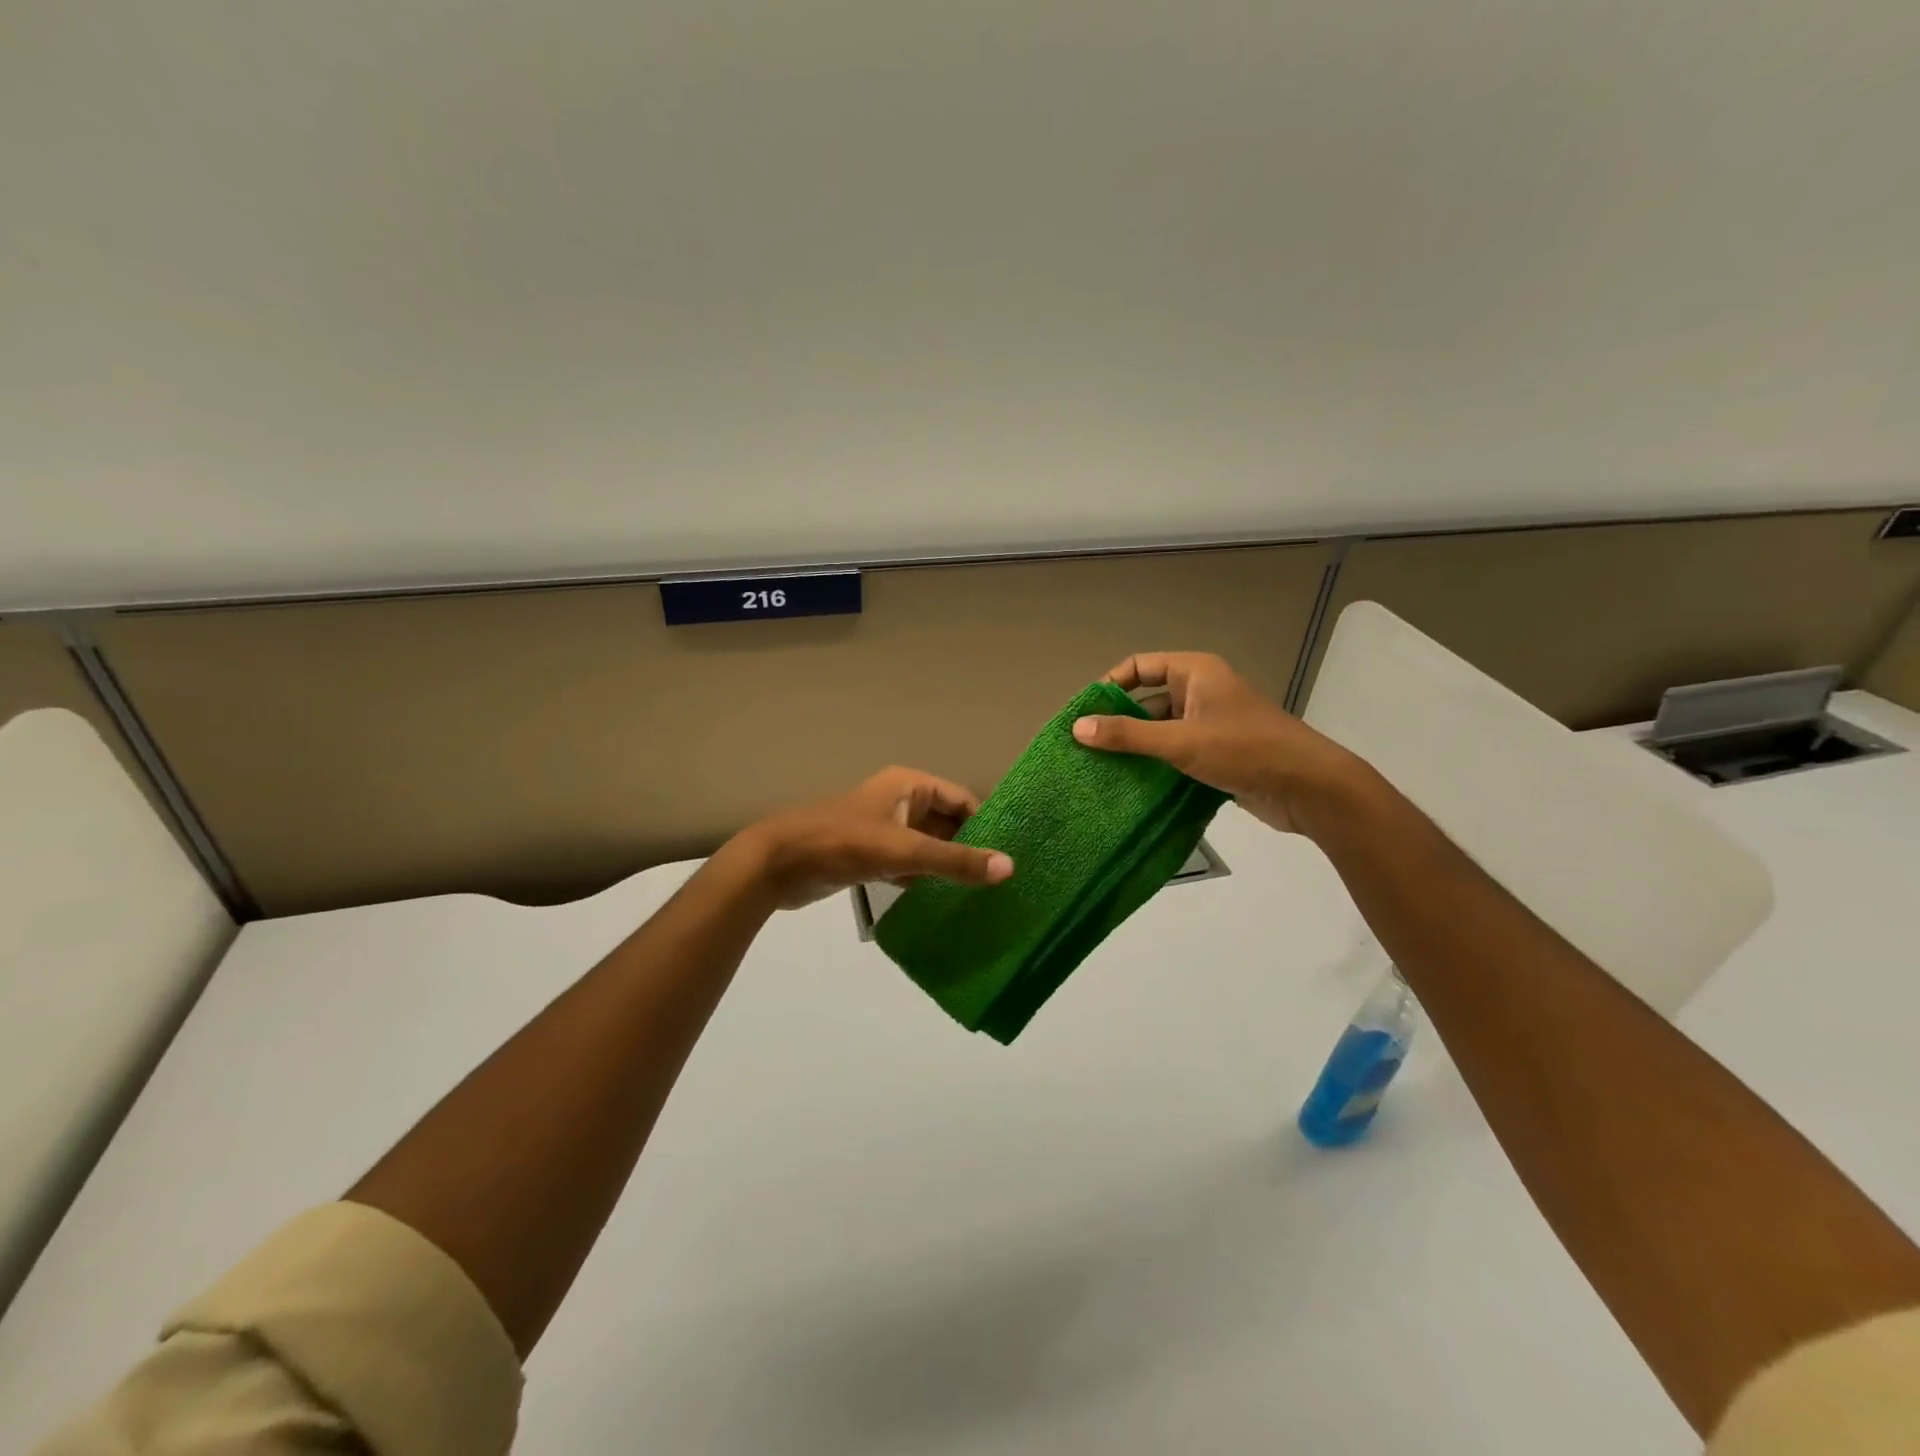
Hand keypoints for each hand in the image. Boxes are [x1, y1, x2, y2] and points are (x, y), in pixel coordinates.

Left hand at [733, 767, 1014, 910]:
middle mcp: (901, 802)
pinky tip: (947, 904)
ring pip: (928, 846)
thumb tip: (1010, 868)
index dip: (987, 824)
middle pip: (947, 823)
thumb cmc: (844, 844)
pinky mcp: (871, 856)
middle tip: (1003, 881)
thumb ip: (956, 861)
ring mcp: (885, 830)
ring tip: (985, 895)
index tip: (1011, 856)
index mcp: (909, 785)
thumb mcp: (904, 851)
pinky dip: (926, 880)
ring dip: (949, 867)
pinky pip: (910, 865)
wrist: (778, 864)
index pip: (962, 799)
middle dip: (971, 848)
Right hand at [1070, 652, 1362, 835]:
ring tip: (1099, 769)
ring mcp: (1209, 724)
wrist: (1309, 787)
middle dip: (1118, 721)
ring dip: (1135, 747)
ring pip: (1160, 729)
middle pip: (1147, 699)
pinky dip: (1154, 765)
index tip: (1084, 713)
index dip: (1110, 685)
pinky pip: (1174, 752)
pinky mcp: (1216, 753)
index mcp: (1195, 672)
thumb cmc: (1245, 750)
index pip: (1139, 666)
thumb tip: (1078, 728)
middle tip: (1084, 746)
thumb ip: (1128, 735)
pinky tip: (1129, 784)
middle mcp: (1200, 692)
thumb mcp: (1182, 741)